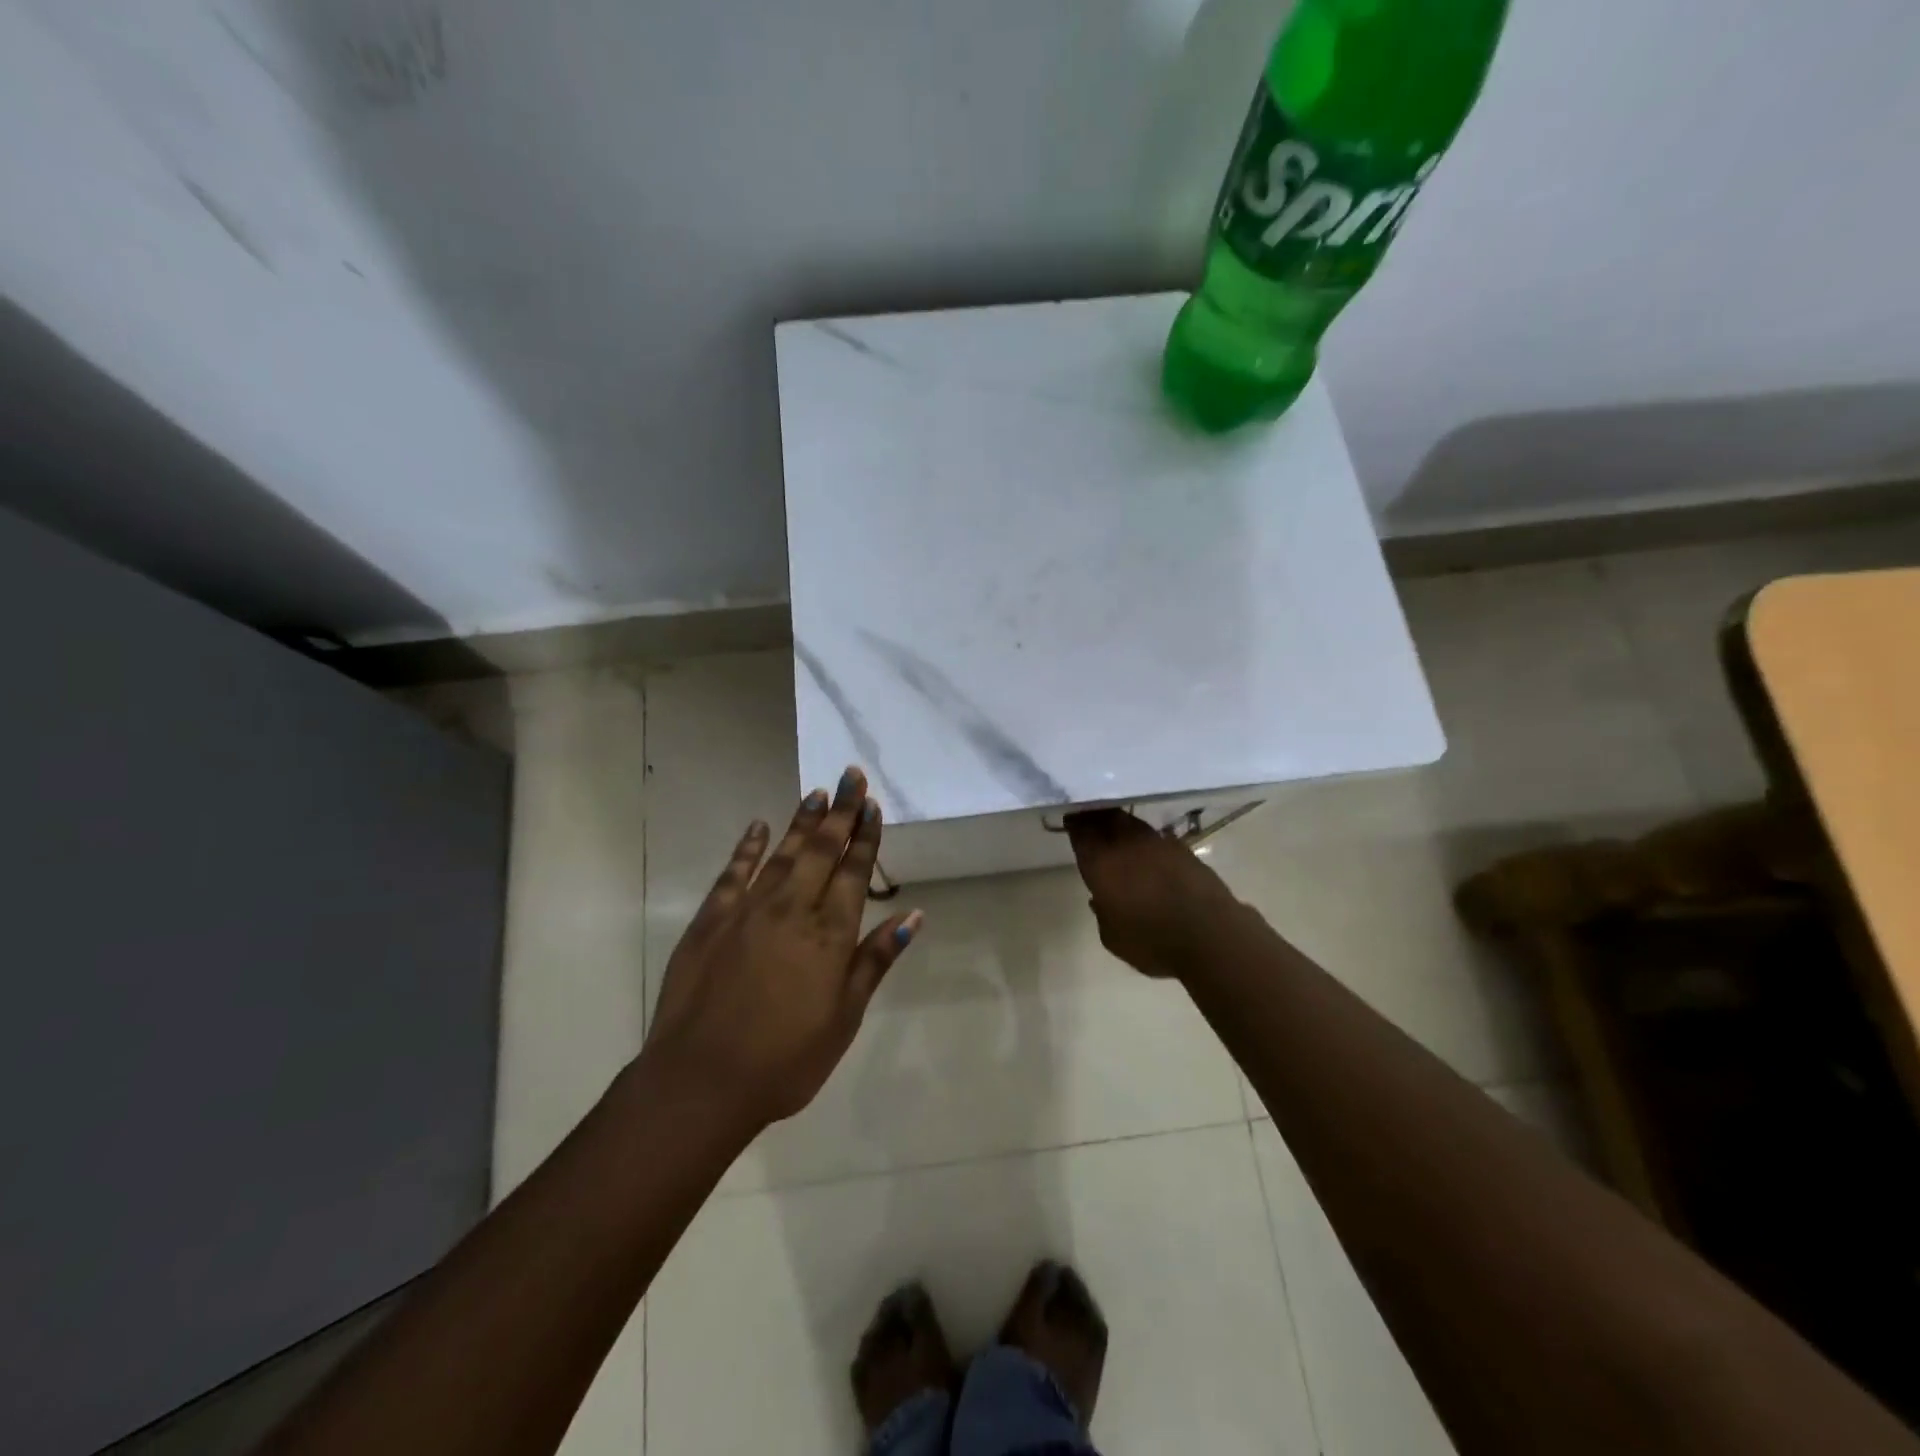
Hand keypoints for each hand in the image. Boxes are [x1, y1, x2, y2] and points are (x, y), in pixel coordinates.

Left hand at [643, 767, 922, 1129]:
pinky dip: (749, 847)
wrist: (700, 1081)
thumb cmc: (785, 1059)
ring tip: (817, 793)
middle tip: (851, 775)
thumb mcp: (844, 1017)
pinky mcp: (711, 919)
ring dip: (802, 822)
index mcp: (829, 934)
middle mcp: (792, 908)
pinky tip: (759, 827)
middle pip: (822, 850)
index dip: (865, 837)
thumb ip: (875, 960)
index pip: (854, 872)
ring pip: (783, 853)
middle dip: (840, 811)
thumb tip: (913, 916)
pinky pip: (734, 872)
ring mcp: (748, 910)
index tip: (872, 805)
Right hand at [1064, 809, 1240, 978]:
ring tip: (1117, 833)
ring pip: (1132, 823)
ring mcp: (1157, 843)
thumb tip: (1101, 898)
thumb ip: (1102, 913)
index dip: (1075, 823)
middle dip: (1096, 815)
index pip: (1081, 832)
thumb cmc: (1152, 941)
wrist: (1210, 935)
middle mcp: (1126, 844)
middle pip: (1106, 818)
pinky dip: (1147, 841)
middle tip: (1090, 818)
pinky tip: (1148, 852)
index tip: (1070, 818)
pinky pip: (1156, 837)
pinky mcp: (1183, 849)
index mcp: (1101, 863)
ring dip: (1121, 825)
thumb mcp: (1113, 937)